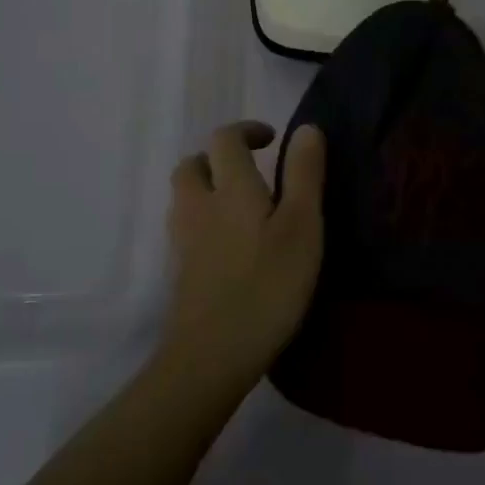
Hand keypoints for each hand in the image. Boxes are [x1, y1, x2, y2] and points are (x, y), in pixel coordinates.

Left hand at [162, 120, 326, 389]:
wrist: (211, 355)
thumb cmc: (267, 285)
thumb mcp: (302, 226)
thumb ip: (304, 174)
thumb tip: (306, 128)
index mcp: (230, 188)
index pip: (225, 139)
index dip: (246, 131)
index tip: (272, 139)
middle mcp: (197, 206)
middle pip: (192, 165)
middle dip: (217, 159)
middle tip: (249, 171)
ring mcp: (182, 241)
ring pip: (185, 197)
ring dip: (207, 188)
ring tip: (242, 206)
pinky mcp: (179, 272)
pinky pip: (186, 228)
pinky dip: (204, 221)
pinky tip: (230, 246)